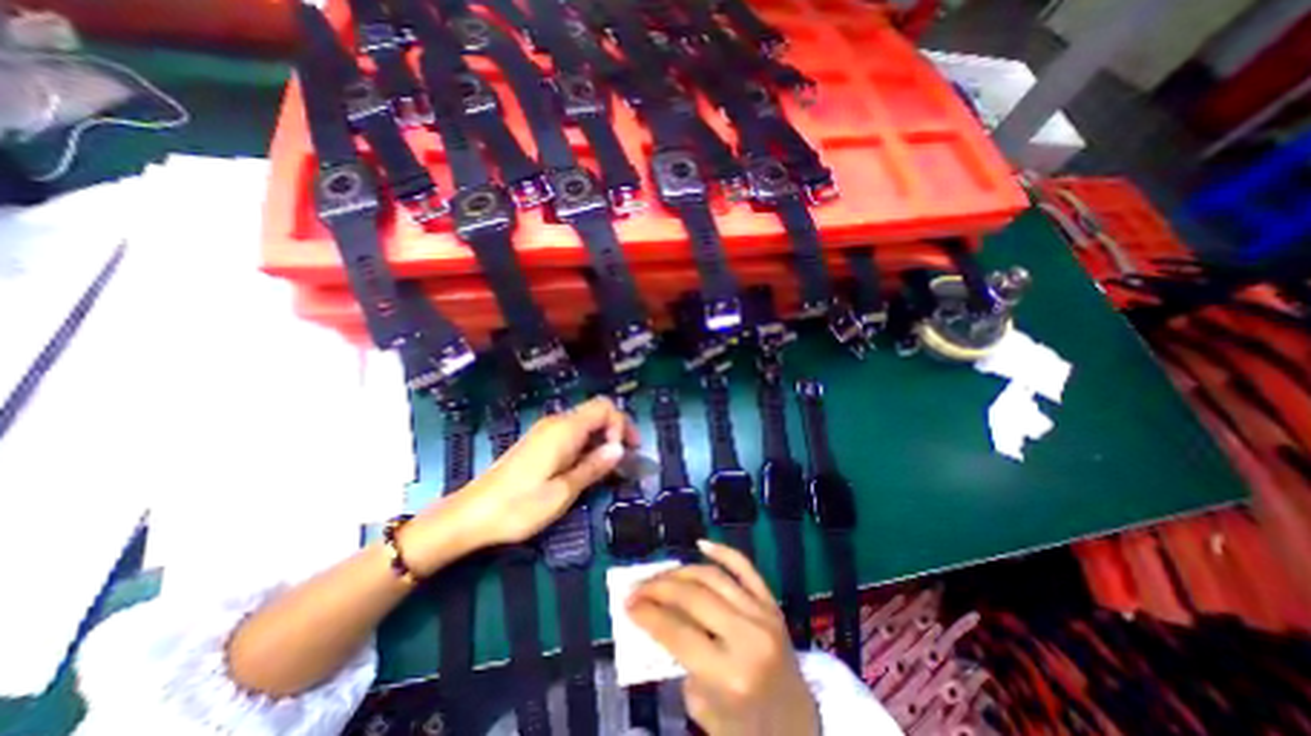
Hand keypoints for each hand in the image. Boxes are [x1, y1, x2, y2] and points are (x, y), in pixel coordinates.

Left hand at [407, 399, 636, 567]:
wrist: (470, 515)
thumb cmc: (519, 506)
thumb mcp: (563, 492)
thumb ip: (594, 467)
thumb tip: (619, 449)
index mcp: (565, 430)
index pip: (604, 408)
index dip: (621, 425)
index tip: (626, 452)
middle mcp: (557, 423)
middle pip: (596, 412)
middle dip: (616, 431)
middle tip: (625, 459)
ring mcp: (545, 431)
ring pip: (585, 423)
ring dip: (602, 439)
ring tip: (609, 467)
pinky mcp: (538, 442)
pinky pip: (572, 434)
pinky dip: (587, 445)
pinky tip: (586, 467)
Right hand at [625, 538, 816, 733]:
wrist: (799, 728)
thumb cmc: (746, 728)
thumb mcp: (704, 710)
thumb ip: (680, 663)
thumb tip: (657, 620)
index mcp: (730, 675)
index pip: (678, 633)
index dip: (648, 614)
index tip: (627, 603)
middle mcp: (748, 637)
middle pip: (693, 598)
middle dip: (659, 588)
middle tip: (637, 586)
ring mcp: (762, 615)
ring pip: (713, 577)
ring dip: (680, 572)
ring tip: (659, 575)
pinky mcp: (772, 603)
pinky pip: (745, 568)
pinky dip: (722, 552)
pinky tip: (700, 544)